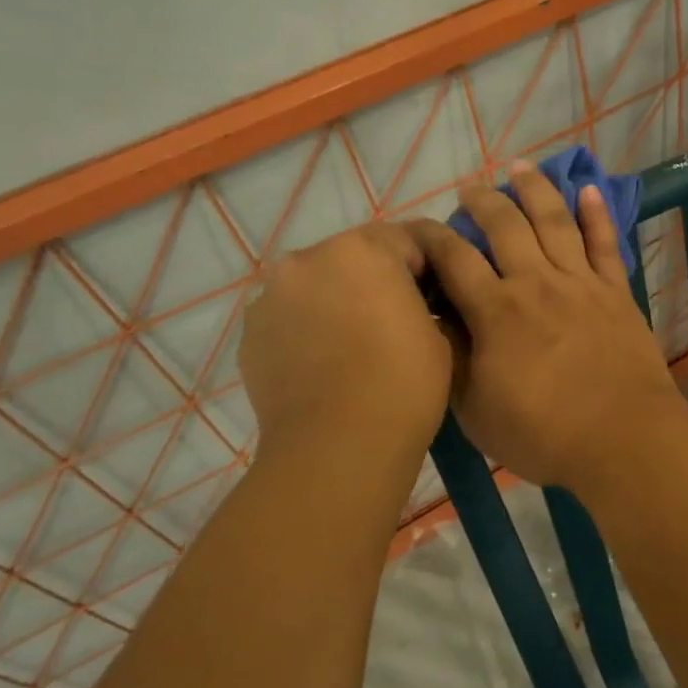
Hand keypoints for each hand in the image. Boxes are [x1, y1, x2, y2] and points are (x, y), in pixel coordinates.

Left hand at [239, 222, 450, 459]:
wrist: (338, 448)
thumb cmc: (403, 386)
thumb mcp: (437, 333)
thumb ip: (419, 300)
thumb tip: (406, 302)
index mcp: (362, 250)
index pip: (403, 238)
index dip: (424, 267)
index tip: (434, 297)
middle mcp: (308, 259)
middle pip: (351, 256)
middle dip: (374, 279)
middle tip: (393, 321)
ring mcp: (271, 296)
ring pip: (314, 285)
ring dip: (335, 301)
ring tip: (353, 347)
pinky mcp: (250, 333)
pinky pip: (288, 317)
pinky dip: (306, 329)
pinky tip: (323, 365)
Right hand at [409, 162, 687, 488]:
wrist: (623, 441)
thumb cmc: (543, 434)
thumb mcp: (476, 410)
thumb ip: (452, 361)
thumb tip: (434, 322)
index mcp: (495, 311)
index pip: (454, 257)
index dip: (430, 236)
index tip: (416, 226)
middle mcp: (536, 283)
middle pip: (504, 226)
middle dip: (482, 202)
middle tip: (469, 190)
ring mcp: (580, 283)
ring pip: (554, 222)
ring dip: (535, 190)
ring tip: (520, 167)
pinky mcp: (616, 292)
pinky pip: (605, 243)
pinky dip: (596, 214)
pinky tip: (588, 190)